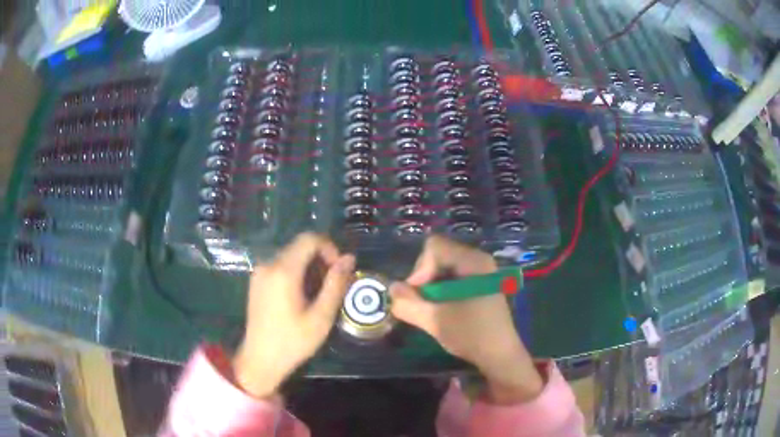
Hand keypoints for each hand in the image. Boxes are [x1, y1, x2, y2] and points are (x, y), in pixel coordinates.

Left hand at [233, 233, 354, 398]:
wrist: (260, 360)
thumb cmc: (293, 342)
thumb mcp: (321, 317)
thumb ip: (336, 284)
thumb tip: (349, 259)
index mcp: (283, 271)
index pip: (309, 239)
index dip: (329, 248)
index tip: (338, 271)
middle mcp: (268, 264)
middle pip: (300, 247)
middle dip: (321, 260)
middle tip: (331, 287)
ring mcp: (259, 272)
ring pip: (291, 256)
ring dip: (309, 268)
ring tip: (317, 296)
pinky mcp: (256, 282)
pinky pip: (280, 266)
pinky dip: (296, 274)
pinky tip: (301, 298)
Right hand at [390, 236, 542, 403]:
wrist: (500, 355)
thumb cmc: (471, 334)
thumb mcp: (435, 320)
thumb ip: (409, 303)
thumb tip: (392, 289)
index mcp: (473, 261)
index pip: (434, 247)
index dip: (419, 269)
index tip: (419, 295)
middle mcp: (479, 259)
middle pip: (439, 254)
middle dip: (424, 278)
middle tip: (423, 303)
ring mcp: (482, 271)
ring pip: (444, 266)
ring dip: (432, 285)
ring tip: (432, 308)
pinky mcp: (481, 283)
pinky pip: (454, 275)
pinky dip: (442, 289)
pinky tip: (443, 308)